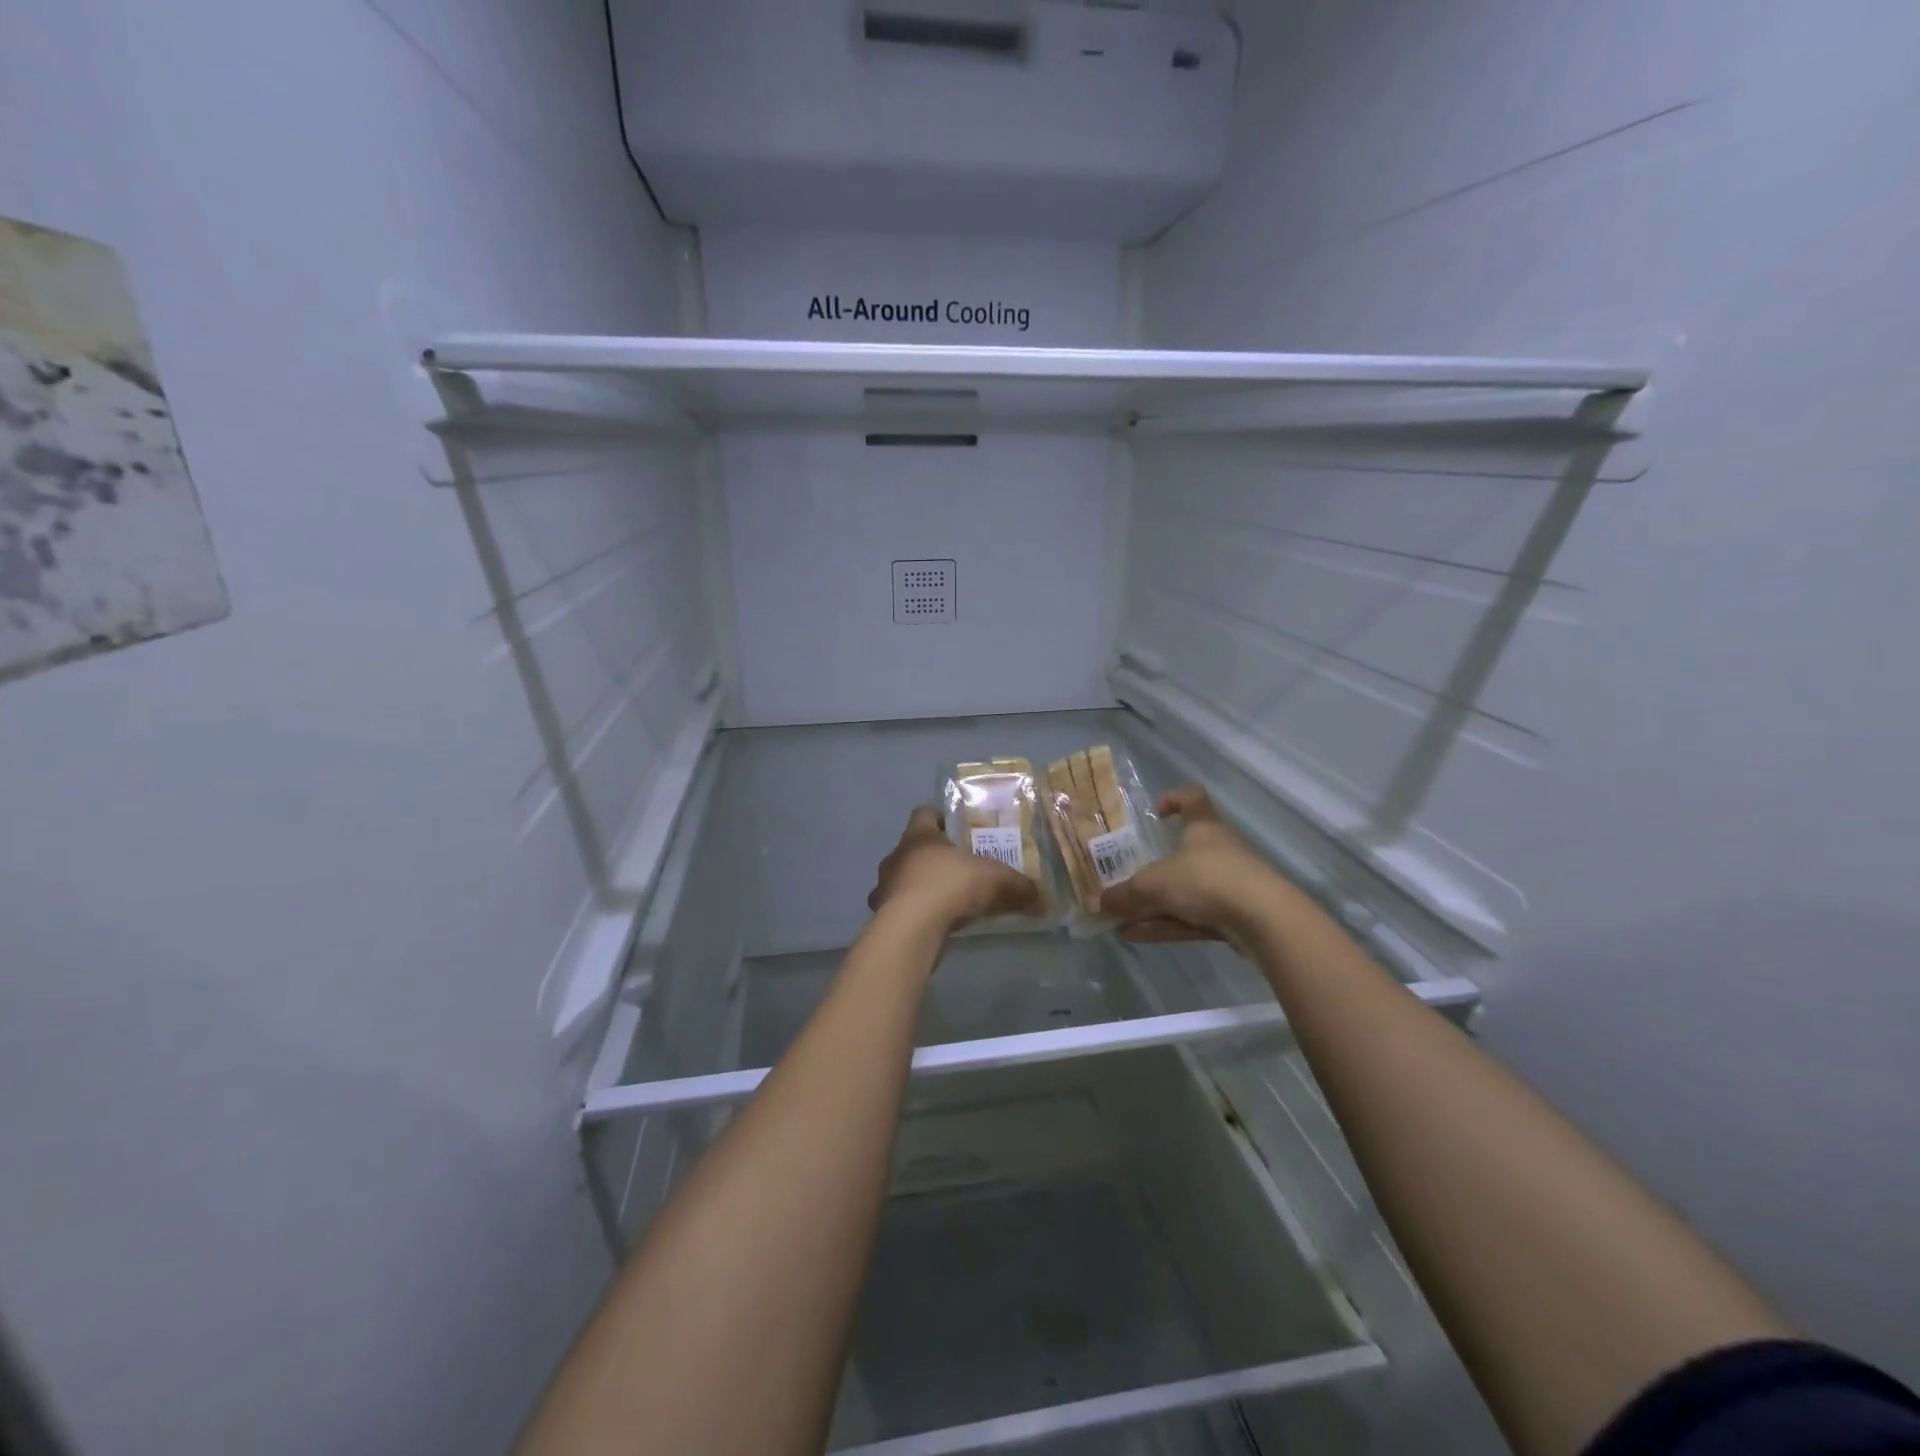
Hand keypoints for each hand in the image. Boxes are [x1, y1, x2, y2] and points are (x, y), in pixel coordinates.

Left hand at [868, 806, 1039, 930]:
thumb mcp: (994, 880)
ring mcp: (885, 887)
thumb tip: (1041, 897)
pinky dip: (918, 912)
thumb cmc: (949, 886)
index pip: (924, 813)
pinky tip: (938, 924)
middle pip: (914, 848)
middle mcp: (897, 856)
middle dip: (936, 857)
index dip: (941, 817)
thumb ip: (1017, 886)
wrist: (910, 929)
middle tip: (962, 867)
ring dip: (923, 886)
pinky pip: (902, 908)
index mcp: (919, 835)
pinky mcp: (884, 915)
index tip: (958, 828)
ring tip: (950, 899)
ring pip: (905, 879)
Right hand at [1099, 786, 1281, 944]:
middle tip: (1125, 879)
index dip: (1174, 799)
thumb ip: (1124, 894)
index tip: (1155, 813)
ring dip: (1153, 903)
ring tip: (1120, 918)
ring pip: (1185, 890)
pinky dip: (1165, 924)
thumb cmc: (1206, 880)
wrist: (1265, 921)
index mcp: (1203, 827)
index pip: (1193, 798)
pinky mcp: (1234, 917)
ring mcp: (1229, 884)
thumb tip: (1094, 903)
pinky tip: (1136, 936)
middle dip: (1154, 868)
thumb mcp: (1154, 885)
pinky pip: (1192, 917)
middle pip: (1184, 852)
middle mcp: (1218, 850)